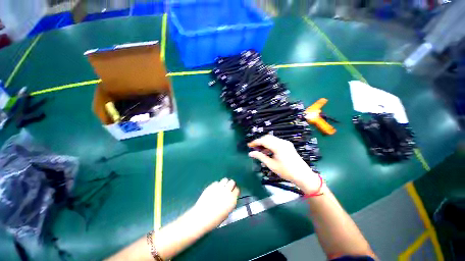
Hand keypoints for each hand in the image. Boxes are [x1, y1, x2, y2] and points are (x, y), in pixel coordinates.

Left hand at [190, 178, 239, 231]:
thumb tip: (230, 198)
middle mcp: (227, 191)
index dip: (234, 191)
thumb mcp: (227, 213)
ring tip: (221, 188)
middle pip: (232, 182)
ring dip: (224, 183)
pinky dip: (216, 185)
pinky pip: (216, 182)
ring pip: (225, 179)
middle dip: (230, 185)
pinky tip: (214, 190)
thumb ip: (230, 203)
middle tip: (227, 189)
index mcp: (232, 199)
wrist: (202, 217)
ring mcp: (219, 187)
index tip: (232, 193)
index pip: (237, 190)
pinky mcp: (212, 185)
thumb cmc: (215, 219)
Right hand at [248, 135, 319, 191]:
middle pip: (267, 137)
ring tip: (259, 150)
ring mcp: (286, 143)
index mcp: (278, 146)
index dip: (255, 142)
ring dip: (264, 143)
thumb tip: (250, 153)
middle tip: (253, 148)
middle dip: (259, 141)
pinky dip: (270, 144)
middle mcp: (282, 142)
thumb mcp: (271, 165)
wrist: (303, 175)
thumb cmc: (286, 172)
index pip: (263, 140)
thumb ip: (260, 157)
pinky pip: (276, 142)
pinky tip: (267, 151)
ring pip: (272, 139)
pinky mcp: (288, 145)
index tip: (249, 145)